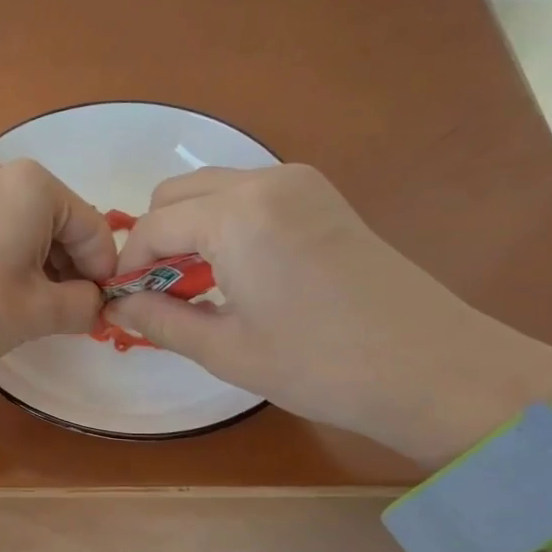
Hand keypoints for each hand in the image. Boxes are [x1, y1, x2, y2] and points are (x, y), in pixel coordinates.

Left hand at [0, 159, 115, 383]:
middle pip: (61, 223)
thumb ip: (84, 305)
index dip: (102, 276)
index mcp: (34, 185)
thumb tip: (96, 303)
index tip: (95, 314)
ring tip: (26, 309)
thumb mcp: (38, 312)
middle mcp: (1, 173)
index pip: (95, 231)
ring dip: (39, 266)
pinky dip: (8, 259)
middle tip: (60, 315)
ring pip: (27, 227)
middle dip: (68, 269)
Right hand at [105, 165, 551, 465]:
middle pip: (177, 195)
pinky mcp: (322, 197)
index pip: (153, 227)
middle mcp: (264, 181)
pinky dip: (223, 225)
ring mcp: (299, 183)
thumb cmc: (320, 365)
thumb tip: (115, 307)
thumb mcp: (224, 349)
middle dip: (156, 240)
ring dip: (188, 230)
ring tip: (195, 287)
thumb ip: (158, 320)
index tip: (121, 302)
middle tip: (158, 294)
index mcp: (236, 215)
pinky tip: (235, 272)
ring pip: (212, 191)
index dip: (128, 266)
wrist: (435, 369)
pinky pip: (248, 196)